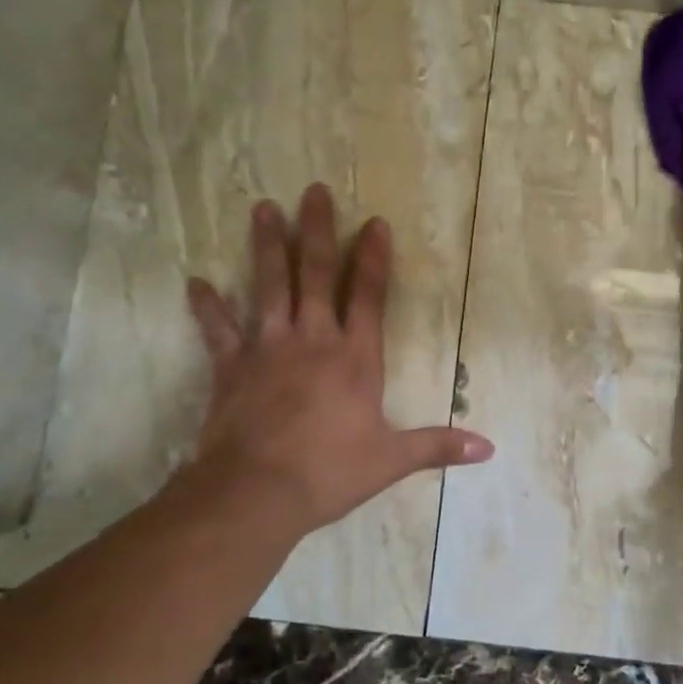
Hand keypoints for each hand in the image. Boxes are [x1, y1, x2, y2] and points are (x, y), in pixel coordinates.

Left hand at [171, 184, 492, 543]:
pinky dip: (206, 306)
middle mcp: (313, 340)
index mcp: (355, 358)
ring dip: (268, 246)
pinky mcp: (231, 367)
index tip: (375, 221)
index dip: (375, 257)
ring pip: (269, 286)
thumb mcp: (391, 461)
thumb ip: (437, 446)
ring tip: (263, 208)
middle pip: (317, 275)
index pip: (369, 296)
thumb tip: (487, 449)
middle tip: (314, 190)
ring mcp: (268, 348)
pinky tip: (194, 281)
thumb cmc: (329, 472)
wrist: (257, 493)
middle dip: (318, 230)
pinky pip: (218, 329)